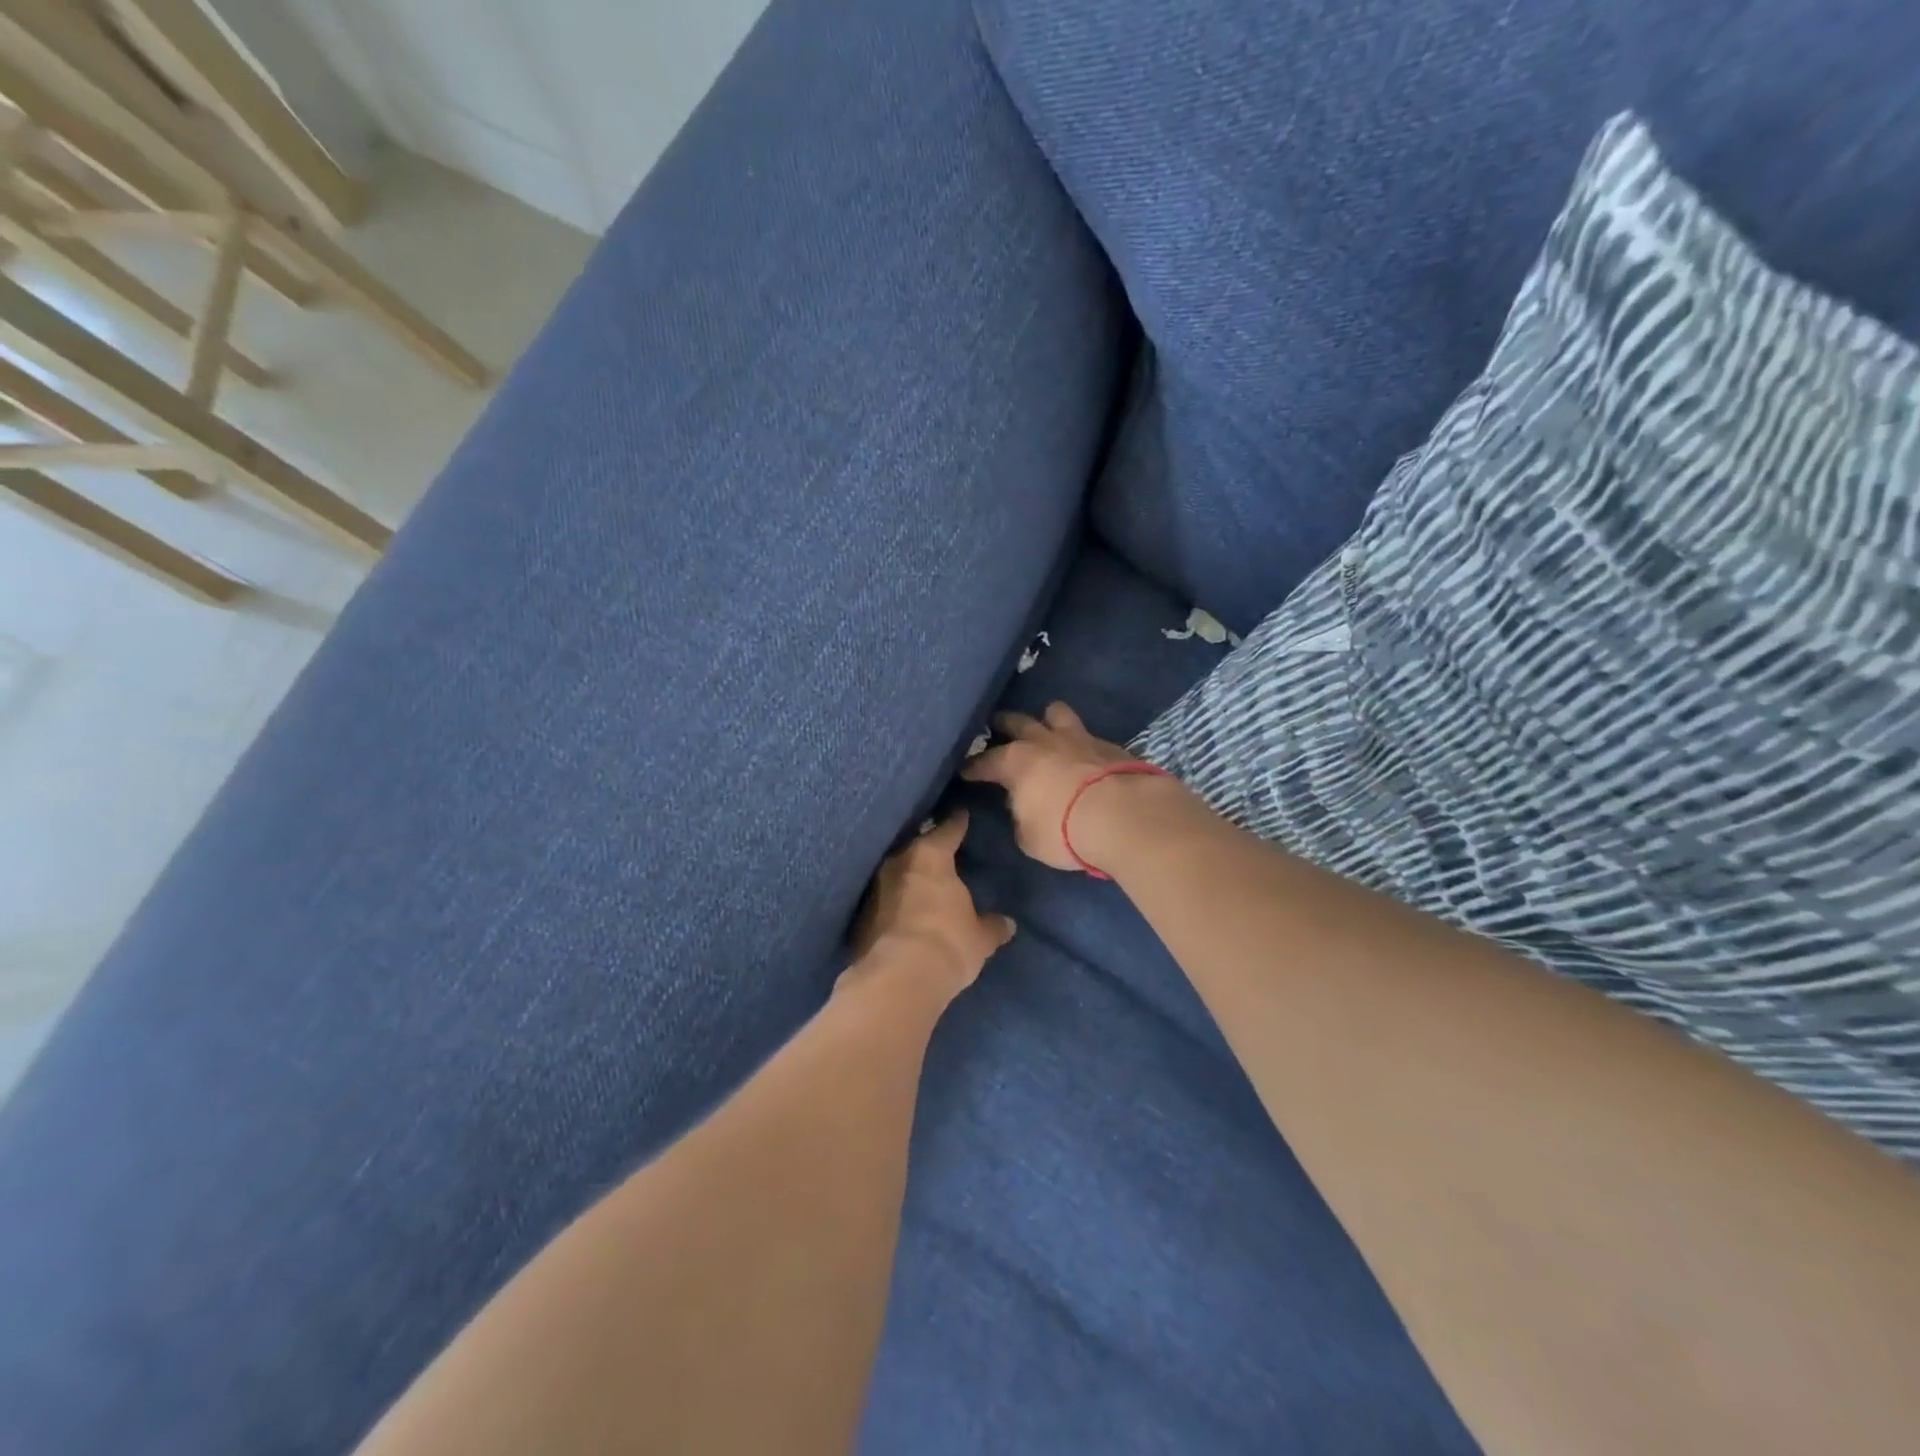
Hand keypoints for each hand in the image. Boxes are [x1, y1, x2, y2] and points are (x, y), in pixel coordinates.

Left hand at [847, 810, 1013, 1002]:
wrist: (897, 980)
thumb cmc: (948, 944)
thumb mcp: (980, 938)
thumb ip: (993, 926)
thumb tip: (1007, 923)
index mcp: (930, 855)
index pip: (948, 829)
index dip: (958, 822)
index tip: (962, 814)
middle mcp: (898, 862)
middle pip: (917, 846)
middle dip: (929, 849)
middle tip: (943, 851)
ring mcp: (874, 887)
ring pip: (896, 872)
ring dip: (909, 877)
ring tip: (923, 882)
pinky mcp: (859, 916)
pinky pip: (883, 900)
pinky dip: (894, 903)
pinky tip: (903, 912)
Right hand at [961, 703, 1176, 873]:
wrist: (1124, 816)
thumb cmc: (1064, 829)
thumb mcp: (1030, 837)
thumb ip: (1022, 818)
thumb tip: (1025, 809)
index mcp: (1016, 762)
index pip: (985, 761)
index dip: (973, 767)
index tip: (965, 770)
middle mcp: (1044, 742)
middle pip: (1018, 721)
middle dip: (1004, 724)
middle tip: (997, 727)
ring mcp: (1079, 738)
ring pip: (1057, 713)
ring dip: (1048, 719)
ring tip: (1046, 727)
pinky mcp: (1110, 745)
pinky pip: (1089, 735)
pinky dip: (1081, 743)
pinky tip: (1084, 754)